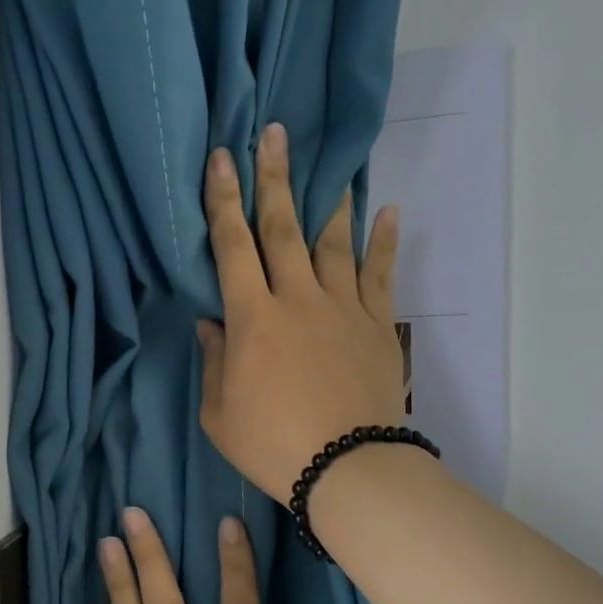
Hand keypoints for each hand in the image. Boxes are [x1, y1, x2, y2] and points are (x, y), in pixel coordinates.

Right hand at [197, 122, 405, 505]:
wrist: (348, 469)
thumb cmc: (274, 445)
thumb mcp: (219, 414)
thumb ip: (215, 361)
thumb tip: (213, 322)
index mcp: (253, 319)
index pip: (232, 246)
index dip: (222, 201)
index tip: (220, 160)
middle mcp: (298, 299)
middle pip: (283, 228)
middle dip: (274, 178)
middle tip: (273, 134)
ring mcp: (343, 308)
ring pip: (334, 243)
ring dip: (329, 201)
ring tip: (330, 166)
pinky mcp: (377, 325)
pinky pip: (380, 275)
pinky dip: (384, 242)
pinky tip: (389, 211)